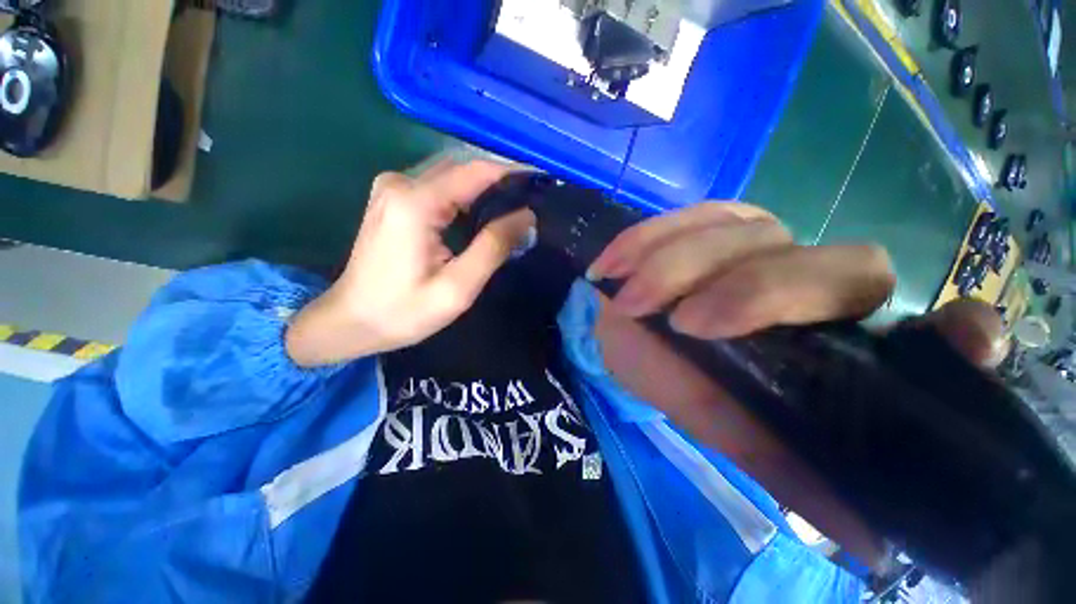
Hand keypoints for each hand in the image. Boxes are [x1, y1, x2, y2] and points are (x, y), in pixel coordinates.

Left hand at [287, 161, 533, 366]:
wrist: (350, 321)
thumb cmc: (404, 312)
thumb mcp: (458, 287)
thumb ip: (493, 247)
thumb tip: (527, 216)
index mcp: (416, 203)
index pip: (476, 172)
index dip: (513, 172)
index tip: (543, 180)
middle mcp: (402, 183)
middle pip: (464, 168)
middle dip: (501, 180)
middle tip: (533, 200)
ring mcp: (393, 187)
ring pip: (452, 175)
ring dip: (485, 187)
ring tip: (515, 207)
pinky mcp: (393, 198)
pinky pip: (439, 185)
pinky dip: (466, 194)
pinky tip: (483, 212)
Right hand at [589, 202, 1006, 569]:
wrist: (618, 330)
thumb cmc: (670, 376)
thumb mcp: (725, 423)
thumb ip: (787, 467)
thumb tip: (871, 548)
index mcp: (838, 336)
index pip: (933, 326)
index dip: (958, 334)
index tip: (964, 345)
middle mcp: (816, 277)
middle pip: (832, 267)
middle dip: (754, 292)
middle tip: (682, 323)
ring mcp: (760, 236)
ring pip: (740, 235)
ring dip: (673, 269)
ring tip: (627, 302)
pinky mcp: (708, 218)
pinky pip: (681, 219)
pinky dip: (642, 242)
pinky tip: (610, 266)